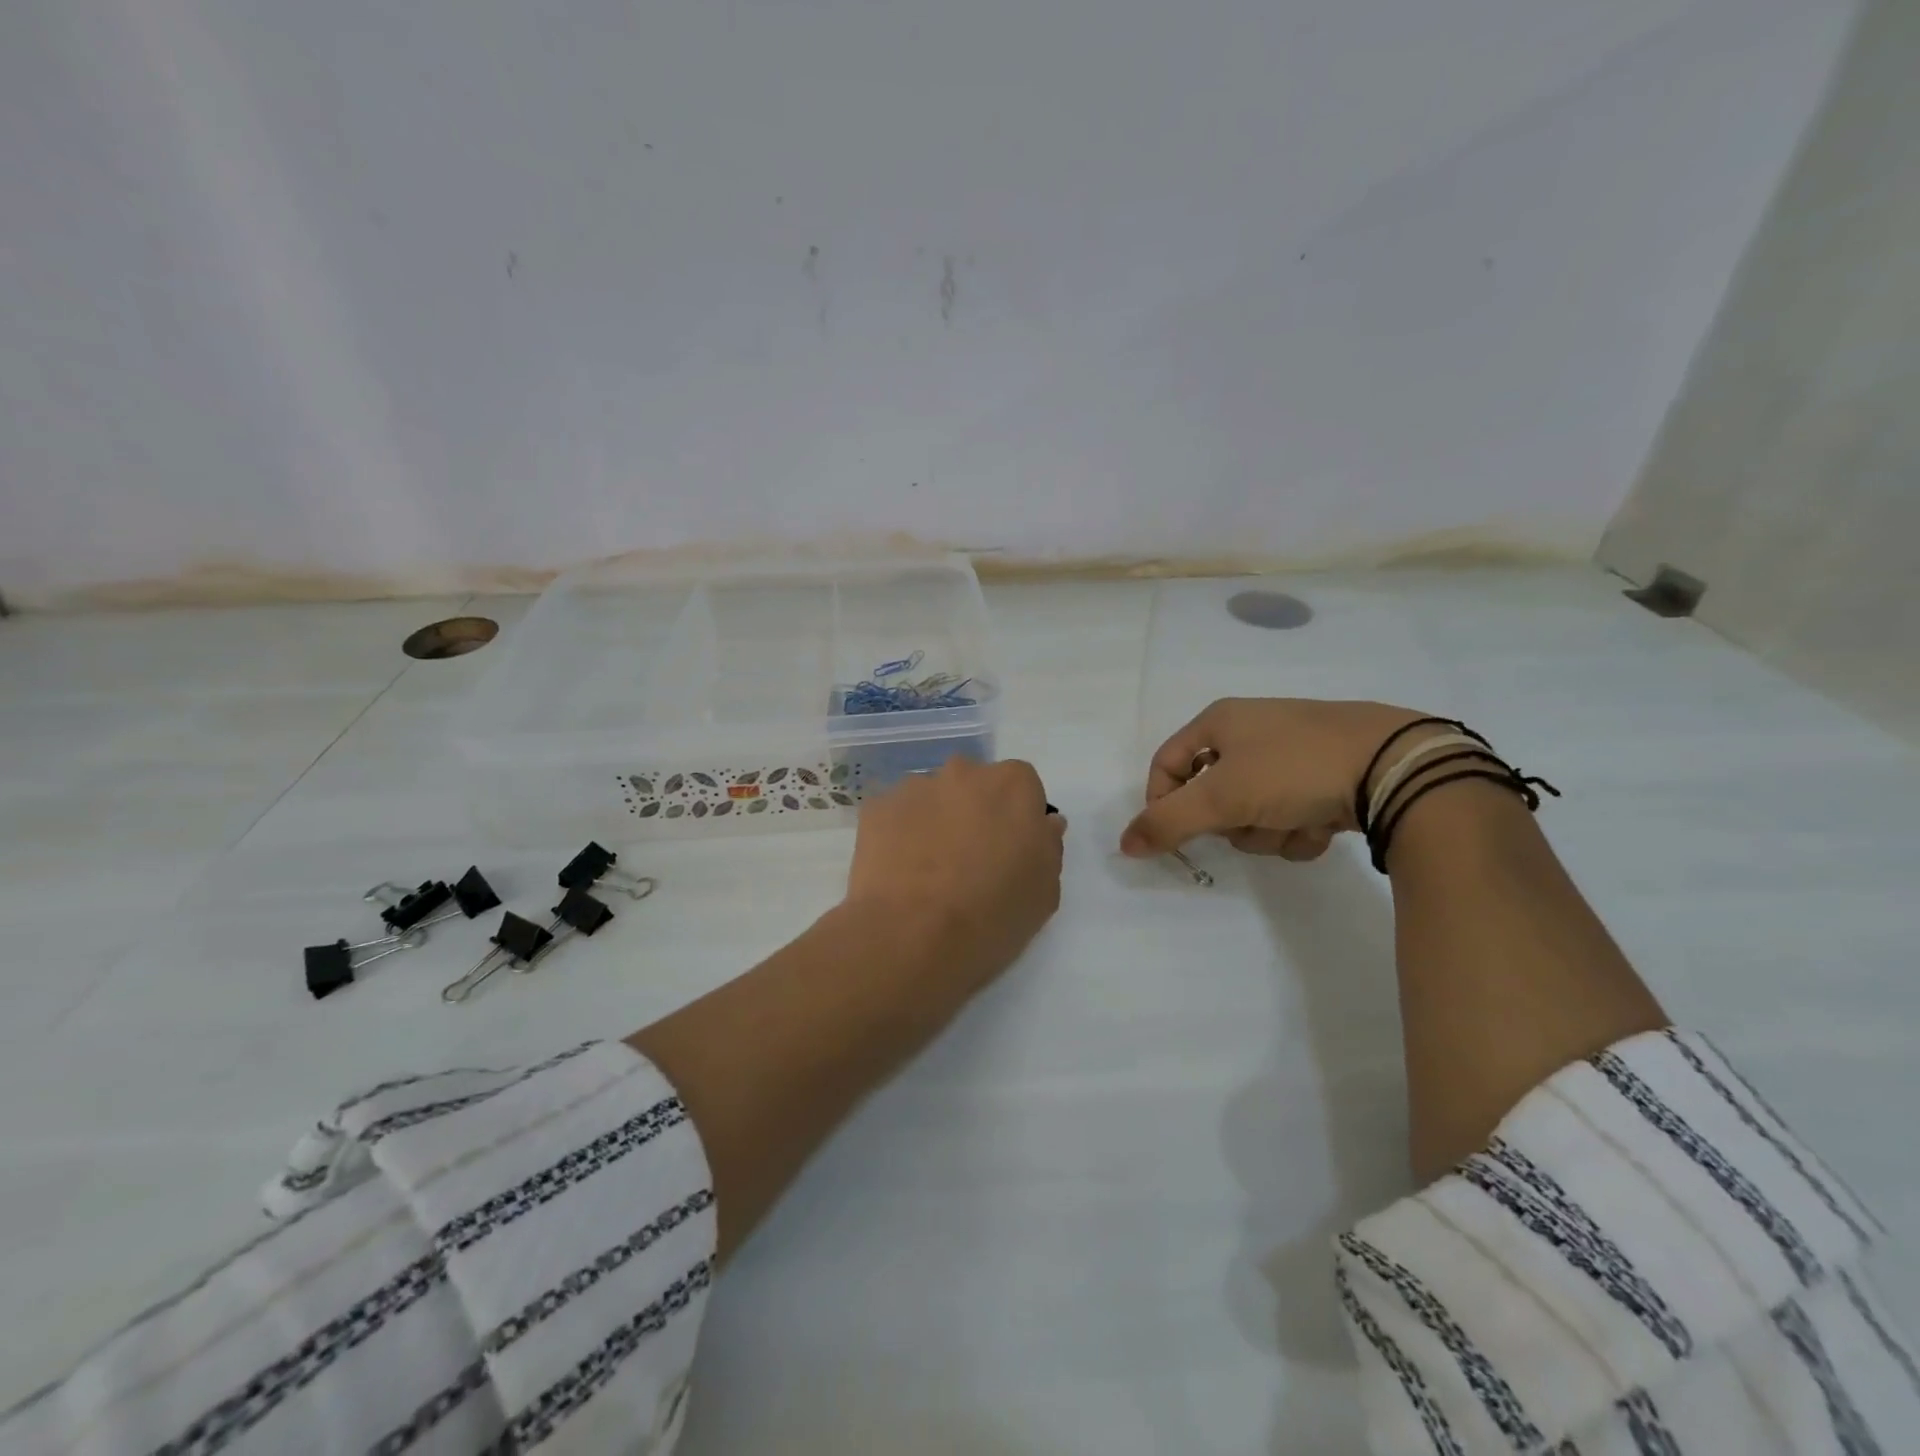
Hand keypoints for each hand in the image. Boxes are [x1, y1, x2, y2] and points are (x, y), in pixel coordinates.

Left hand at [847, 757, 1067, 992]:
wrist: (912, 936)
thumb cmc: (992, 915)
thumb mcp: (1044, 891)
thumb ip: (1048, 845)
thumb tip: (1042, 824)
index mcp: (1012, 785)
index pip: (1022, 787)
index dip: (1017, 818)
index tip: (1010, 851)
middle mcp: (963, 772)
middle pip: (974, 785)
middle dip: (974, 812)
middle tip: (969, 859)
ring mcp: (915, 786)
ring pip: (932, 797)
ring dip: (935, 821)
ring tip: (928, 871)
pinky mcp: (876, 807)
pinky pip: (895, 815)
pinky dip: (899, 834)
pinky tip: (899, 871)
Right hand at [1120, 698, 1426, 861]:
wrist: (1393, 765)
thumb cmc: (1292, 769)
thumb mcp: (1221, 796)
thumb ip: (1167, 822)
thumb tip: (1124, 844)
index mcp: (1220, 721)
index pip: (1167, 763)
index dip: (1163, 800)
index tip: (1176, 835)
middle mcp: (1253, 731)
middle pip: (1212, 794)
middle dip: (1230, 822)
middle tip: (1248, 824)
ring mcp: (1292, 753)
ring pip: (1253, 811)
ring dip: (1267, 832)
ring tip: (1295, 826)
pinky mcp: (1327, 775)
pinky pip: (1291, 814)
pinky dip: (1300, 830)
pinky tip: (1323, 827)